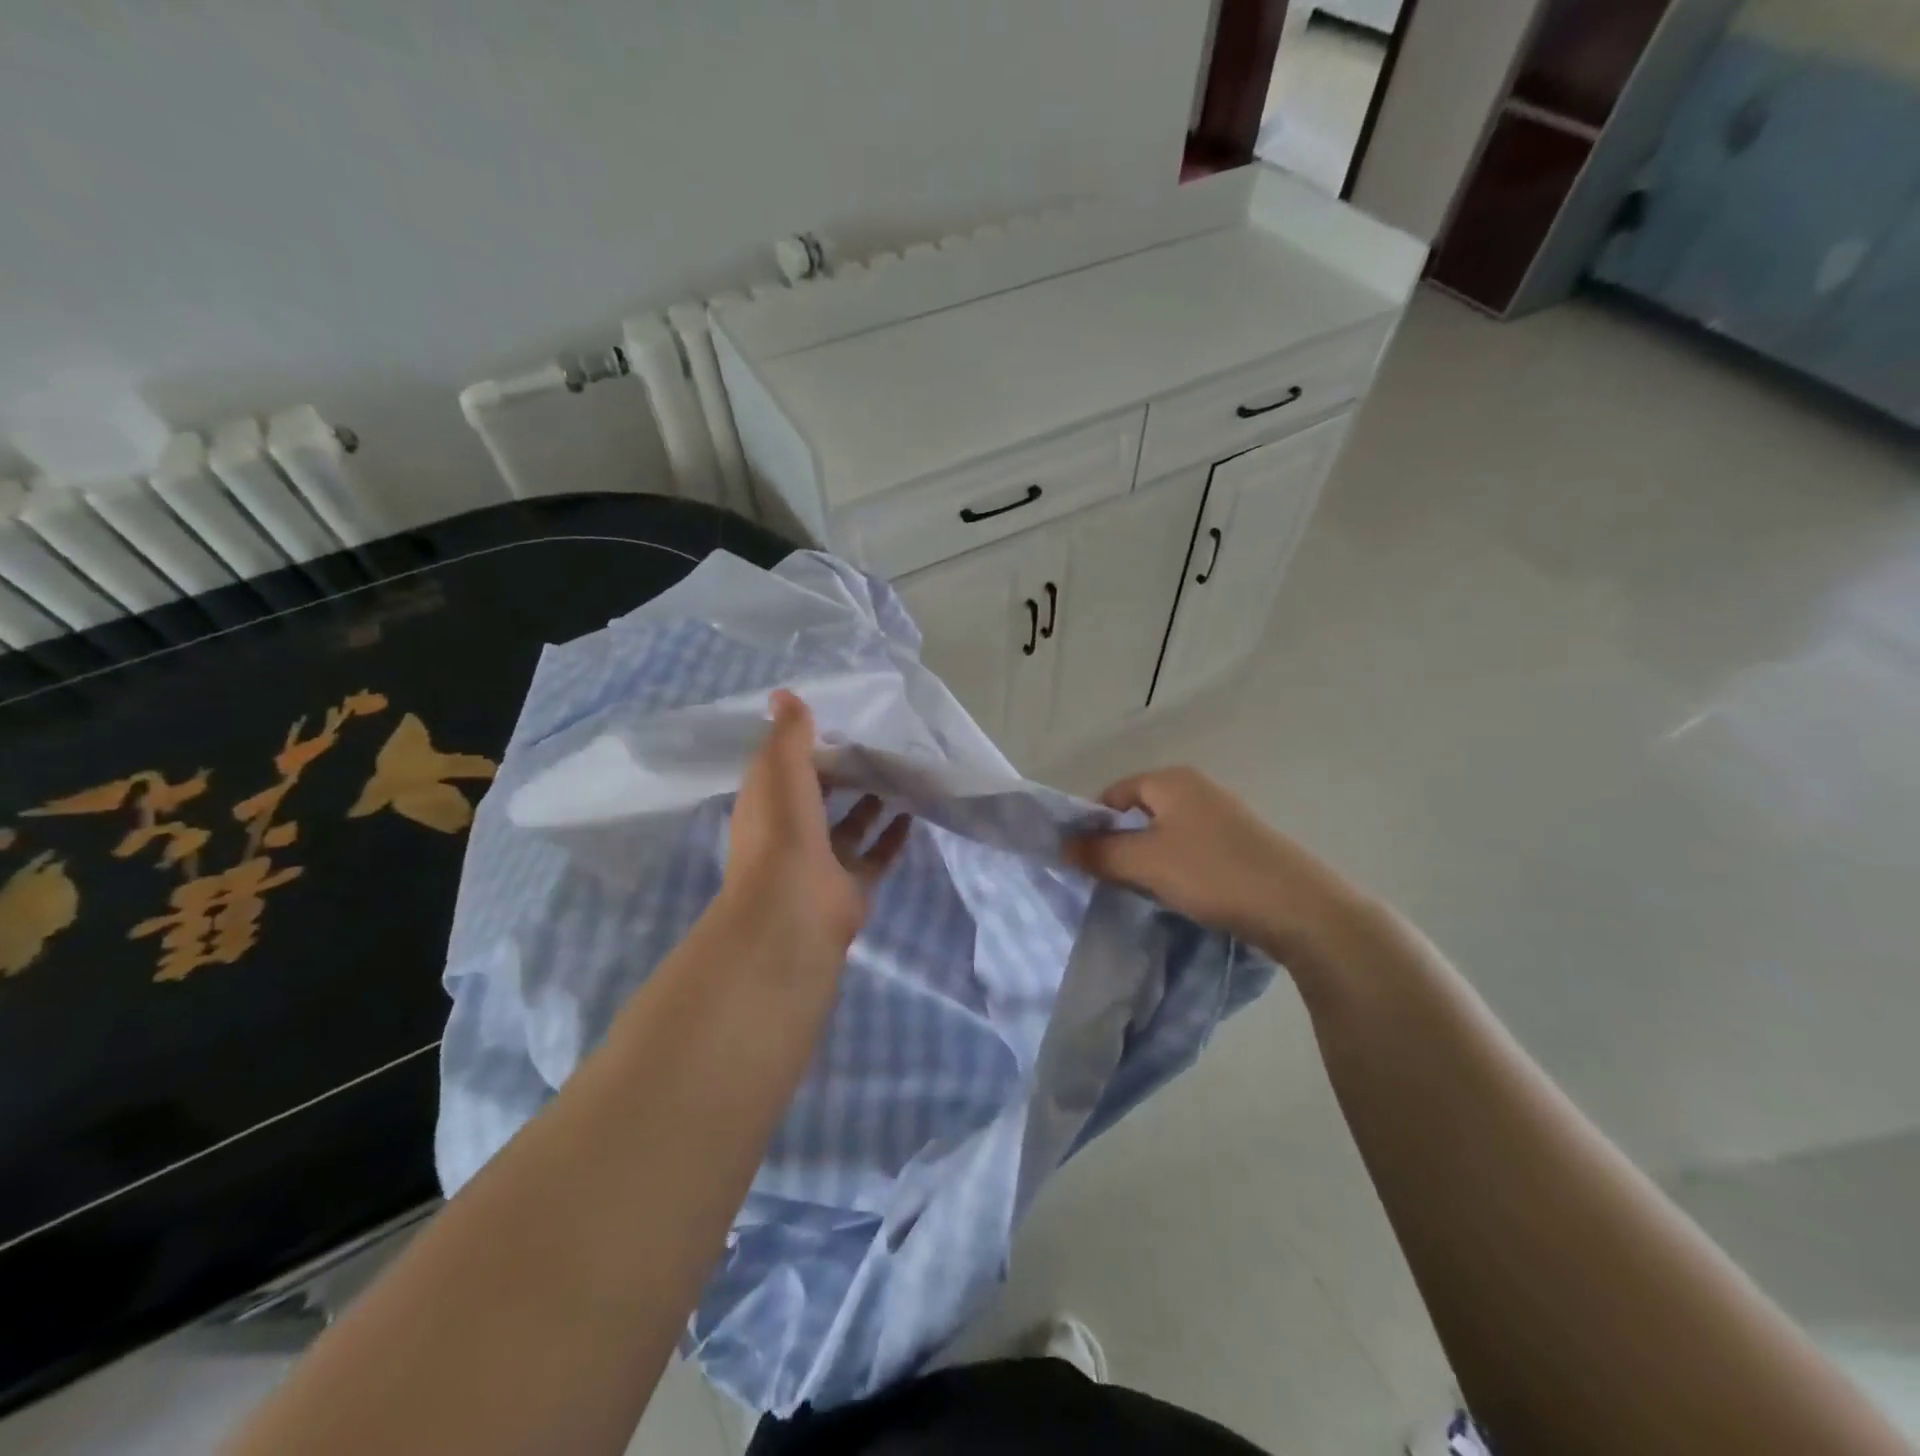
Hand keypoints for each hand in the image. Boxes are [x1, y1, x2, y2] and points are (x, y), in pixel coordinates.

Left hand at [720, 690, 911, 968]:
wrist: (794, 909)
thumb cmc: (782, 830)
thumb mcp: (780, 768)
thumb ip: (789, 732)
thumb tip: (783, 694)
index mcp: (767, 805)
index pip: (784, 770)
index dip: (806, 748)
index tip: (836, 724)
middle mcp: (790, 833)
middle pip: (818, 798)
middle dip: (842, 775)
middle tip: (874, 747)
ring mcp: (821, 863)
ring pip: (849, 827)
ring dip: (869, 804)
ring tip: (897, 775)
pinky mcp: (851, 886)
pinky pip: (875, 856)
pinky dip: (892, 836)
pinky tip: (912, 813)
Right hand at [1066, 767, 1367, 967]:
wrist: (1300, 909)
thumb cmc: (1213, 873)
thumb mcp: (1146, 862)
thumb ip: (1100, 852)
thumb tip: (1063, 844)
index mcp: (1173, 780)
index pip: (1114, 793)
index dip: (1093, 823)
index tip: (1084, 859)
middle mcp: (1198, 789)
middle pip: (1140, 812)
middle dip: (1121, 844)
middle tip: (1108, 879)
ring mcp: (1223, 817)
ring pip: (1166, 834)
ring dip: (1148, 860)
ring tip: (1142, 891)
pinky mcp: (1241, 845)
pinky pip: (1192, 851)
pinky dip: (1177, 869)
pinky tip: (1179, 896)